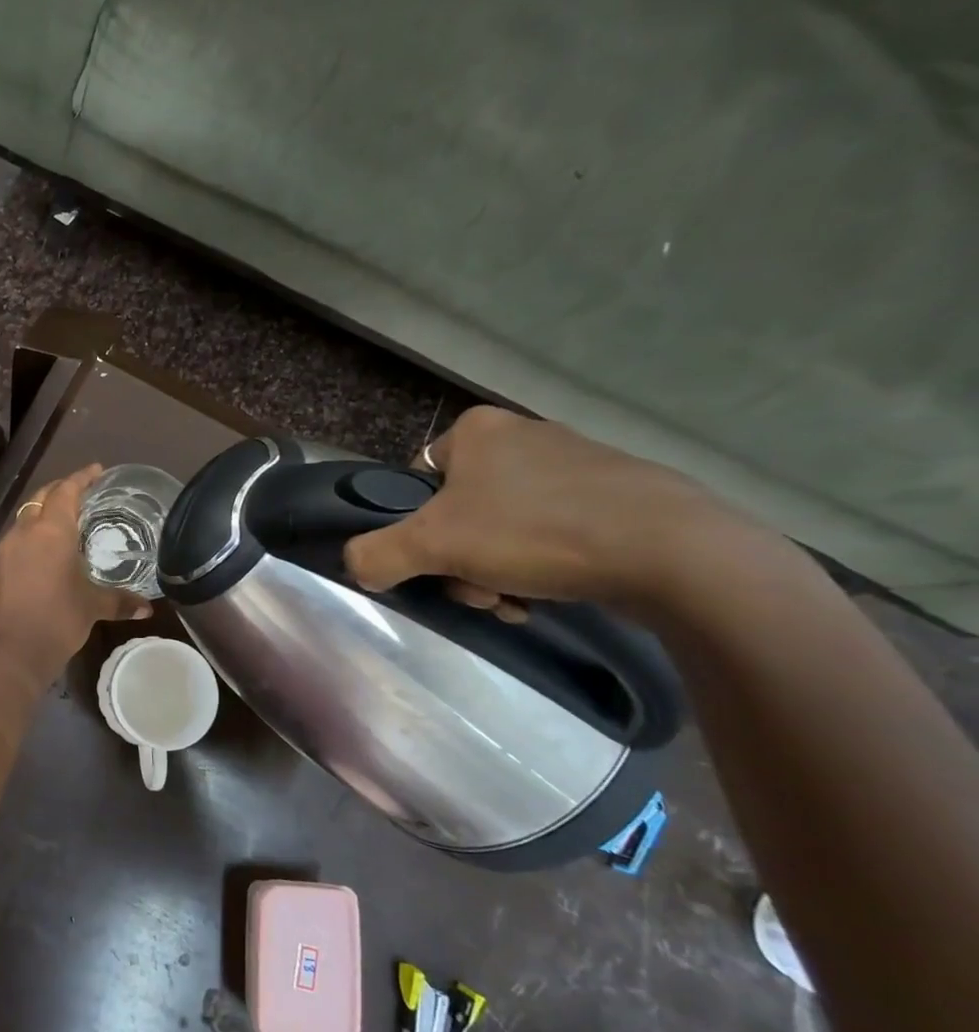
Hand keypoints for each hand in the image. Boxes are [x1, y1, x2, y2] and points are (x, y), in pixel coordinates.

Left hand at [0, 465, 150, 676]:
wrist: (8, 652)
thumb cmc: (56, 620)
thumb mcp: (92, 607)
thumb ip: (119, 602)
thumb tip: (147, 608)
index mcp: (51, 531)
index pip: (66, 491)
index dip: (81, 478)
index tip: (96, 470)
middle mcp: (25, 532)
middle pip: (40, 498)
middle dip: (60, 489)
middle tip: (81, 491)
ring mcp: (6, 550)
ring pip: (25, 517)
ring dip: (43, 512)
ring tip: (65, 520)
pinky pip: (17, 539)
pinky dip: (32, 535)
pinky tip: (45, 551)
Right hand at [343, 406, 750, 613]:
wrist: (675, 553)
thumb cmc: (537, 532)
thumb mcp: (433, 545)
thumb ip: (376, 554)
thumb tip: (356, 566)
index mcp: (478, 430)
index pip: (419, 480)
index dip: (419, 527)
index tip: (440, 560)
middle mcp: (525, 435)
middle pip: (461, 512)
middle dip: (463, 561)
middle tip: (481, 591)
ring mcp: (578, 464)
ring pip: (505, 528)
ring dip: (498, 572)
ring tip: (521, 601)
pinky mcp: (619, 496)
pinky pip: (555, 533)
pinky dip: (545, 567)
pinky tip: (556, 595)